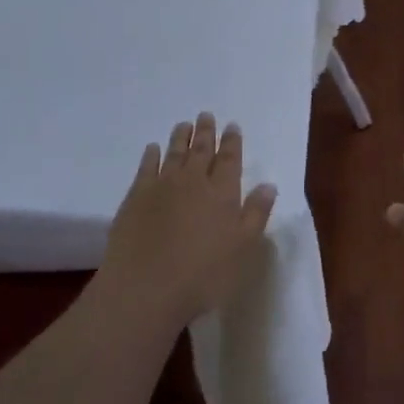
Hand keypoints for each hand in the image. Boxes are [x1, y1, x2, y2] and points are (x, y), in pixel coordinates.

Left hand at [96, 112, 276, 334]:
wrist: (145, 288)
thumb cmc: (203, 275)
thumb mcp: (243, 249)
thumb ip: (256, 214)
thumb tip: (268, 185)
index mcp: (222, 193)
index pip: (230, 160)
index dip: (232, 142)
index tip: (232, 125)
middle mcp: (193, 181)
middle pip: (201, 150)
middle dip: (206, 132)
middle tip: (206, 115)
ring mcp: (162, 186)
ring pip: (174, 153)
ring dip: (180, 137)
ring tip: (184, 124)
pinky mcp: (136, 197)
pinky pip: (146, 167)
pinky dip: (151, 155)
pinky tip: (153, 148)